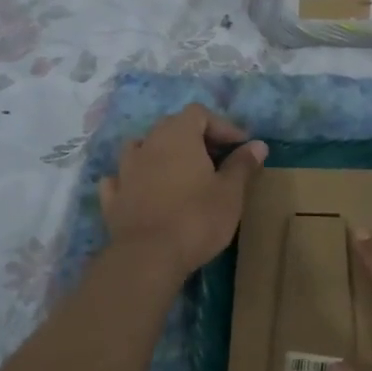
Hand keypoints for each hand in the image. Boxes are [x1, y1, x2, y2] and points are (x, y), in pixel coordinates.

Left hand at [98, 105, 266, 280]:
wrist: (149, 257)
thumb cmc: (197, 218)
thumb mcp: (230, 192)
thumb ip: (242, 164)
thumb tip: (258, 144)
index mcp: (178, 136)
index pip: (199, 113)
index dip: (222, 126)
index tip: (241, 147)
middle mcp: (148, 144)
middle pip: (171, 126)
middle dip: (195, 138)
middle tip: (217, 160)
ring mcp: (125, 170)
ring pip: (142, 148)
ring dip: (161, 154)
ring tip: (180, 173)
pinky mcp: (112, 198)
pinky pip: (122, 178)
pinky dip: (135, 179)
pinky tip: (143, 190)